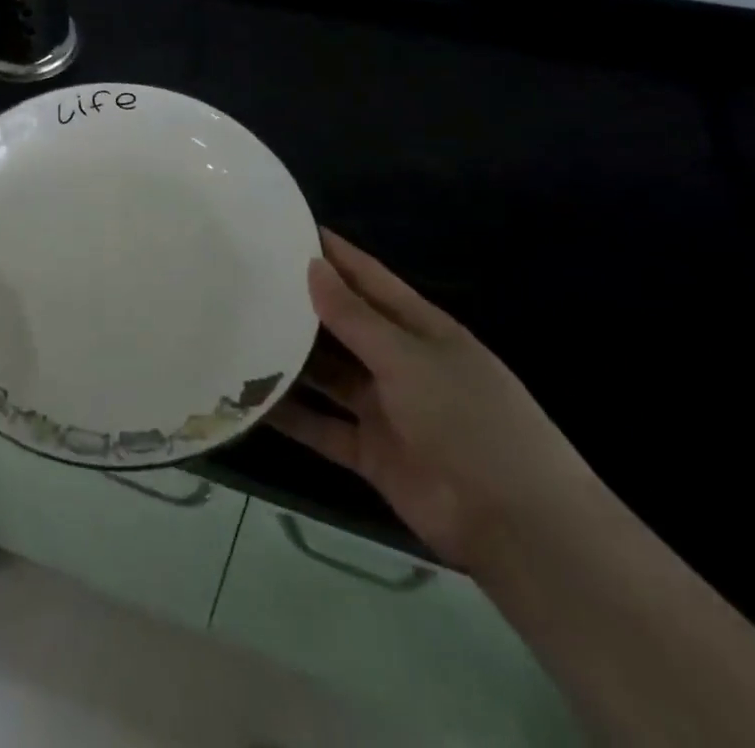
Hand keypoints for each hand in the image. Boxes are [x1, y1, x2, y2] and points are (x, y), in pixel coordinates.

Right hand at [270, 229, 602, 570]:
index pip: (367, 278)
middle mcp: (398, 361)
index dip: (331, 253)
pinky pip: (322, 427)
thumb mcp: (409, 359)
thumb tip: (311, 265)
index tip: (284, 228)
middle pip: (341, 325)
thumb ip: (354, 317)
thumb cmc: (470, 420)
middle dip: (299, 305)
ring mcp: (384, 408)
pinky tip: (250, 401)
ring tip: (237, 333)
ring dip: (290, 359)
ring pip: (326, 375)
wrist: (518, 526)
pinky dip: (292, 416)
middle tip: (243, 280)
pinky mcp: (371, 452)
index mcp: (418, 328)